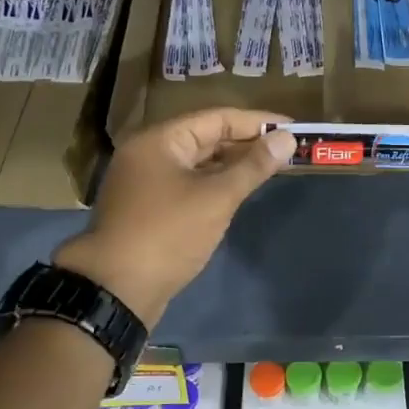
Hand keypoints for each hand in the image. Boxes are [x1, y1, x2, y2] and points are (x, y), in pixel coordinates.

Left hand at [54, 108, 294, 323]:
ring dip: (233, 164)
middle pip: (206, 137)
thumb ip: (253, 166)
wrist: (115, 290)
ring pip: (198, 163)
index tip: (292, 127)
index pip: (217, 118)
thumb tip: (287, 138)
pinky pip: (189, 184)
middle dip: (247, 143)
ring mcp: (146, 181)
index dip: (257, 122)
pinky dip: (215, 184)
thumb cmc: (168, 234)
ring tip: (272, 168)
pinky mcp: (149, 208)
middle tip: (288, 150)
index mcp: (160, 140)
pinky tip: (240, 191)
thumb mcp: (216, 198)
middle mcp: (149, 153)